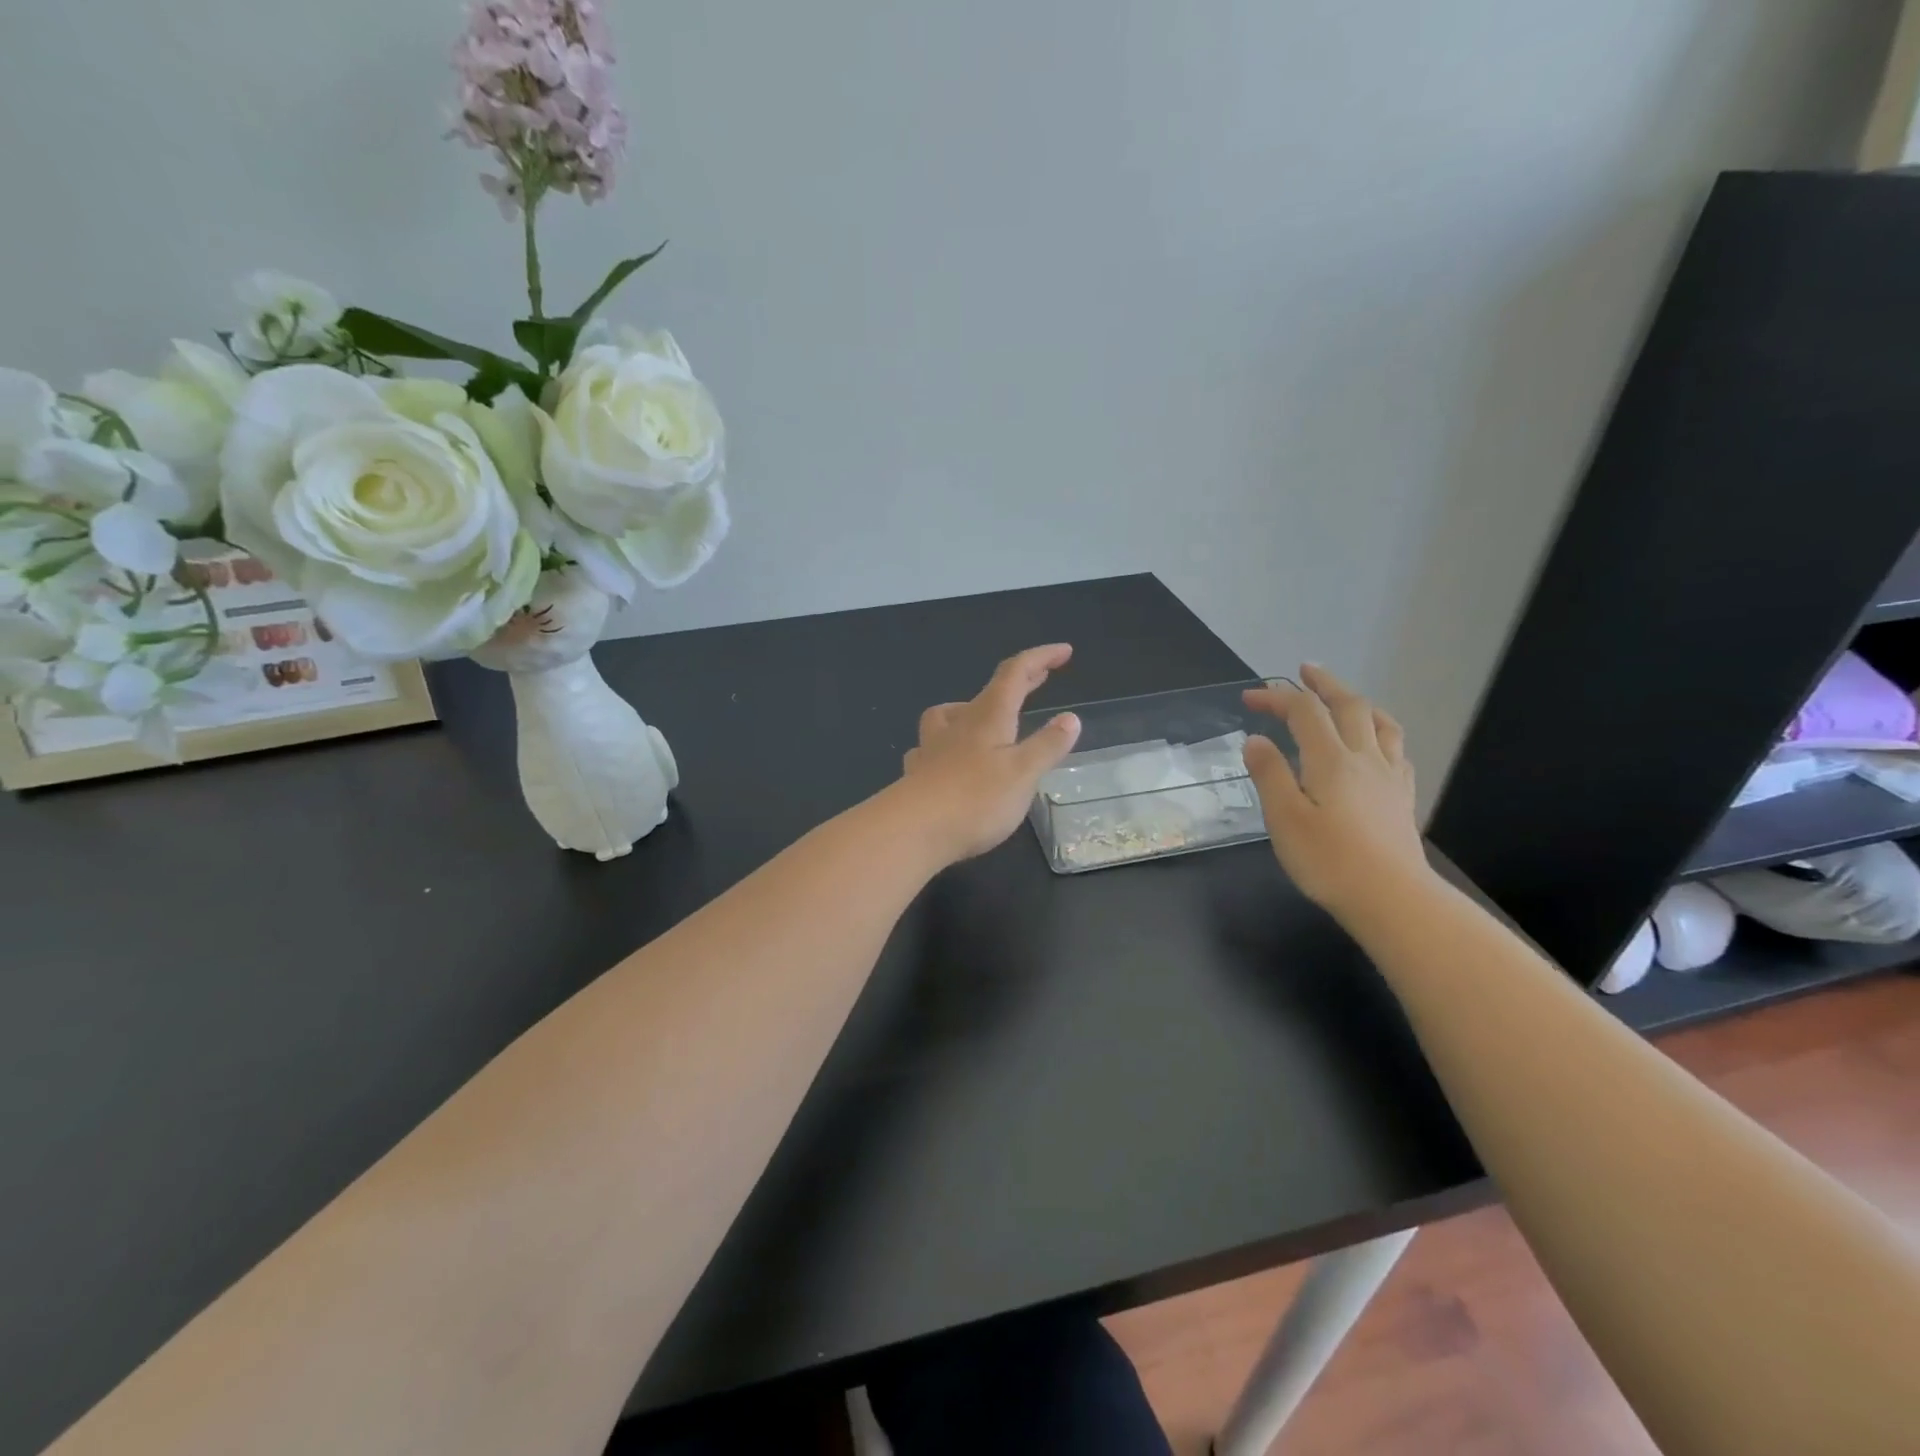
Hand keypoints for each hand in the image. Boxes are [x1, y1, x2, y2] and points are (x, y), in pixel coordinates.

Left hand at [899, 643, 1082, 863]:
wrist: (912, 830)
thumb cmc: (976, 799)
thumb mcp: (1023, 773)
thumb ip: (1047, 745)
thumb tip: (1070, 717)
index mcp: (989, 717)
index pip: (1015, 674)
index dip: (1040, 658)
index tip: (1064, 651)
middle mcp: (958, 724)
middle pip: (989, 692)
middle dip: (1018, 680)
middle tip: (1040, 675)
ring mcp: (932, 748)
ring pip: (949, 715)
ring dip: (970, 709)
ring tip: (981, 718)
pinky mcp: (917, 774)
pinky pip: (930, 748)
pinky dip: (943, 746)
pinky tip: (944, 760)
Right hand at [1241, 664, 1431, 917]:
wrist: (1392, 899)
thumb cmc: (1329, 861)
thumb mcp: (1284, 819)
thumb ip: (1270, 775)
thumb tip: (1255, 740)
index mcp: (1330, 760)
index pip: (1303, 712)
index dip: (1277, 697)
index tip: (1250, 697)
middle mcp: (1364, 758)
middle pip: (1348, 706)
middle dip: (1323, 684)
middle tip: (1305, 671)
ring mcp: (1389, 777)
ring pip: (1380, 723)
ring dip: (1358, 702)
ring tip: (1344, 698)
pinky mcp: (1403, 798)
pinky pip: (1397, 750)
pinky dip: (1381, 732)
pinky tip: (1376, 744)